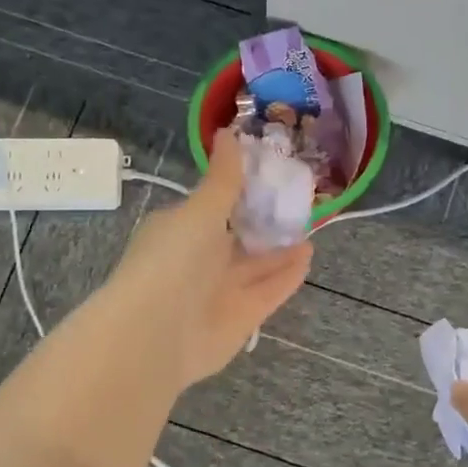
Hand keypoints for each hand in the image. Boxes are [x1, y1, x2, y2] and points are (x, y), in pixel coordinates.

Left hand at [104, 129, 311, 389]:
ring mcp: (219, 292)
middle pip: (239, 238)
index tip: (272, 174)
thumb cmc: (173, 260)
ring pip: (256, 266)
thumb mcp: (200, 209)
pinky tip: (308, 256)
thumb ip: (223, 178)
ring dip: (281, 249)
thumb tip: (229, 132)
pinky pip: (269, 291)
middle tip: (299, 202)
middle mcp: (199, 260)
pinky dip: (287, 275)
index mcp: (181, 229)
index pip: (215, 206)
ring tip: (311, 228)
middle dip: (265, 222)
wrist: (156, 334)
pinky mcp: (241, 318)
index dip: (242, 191)